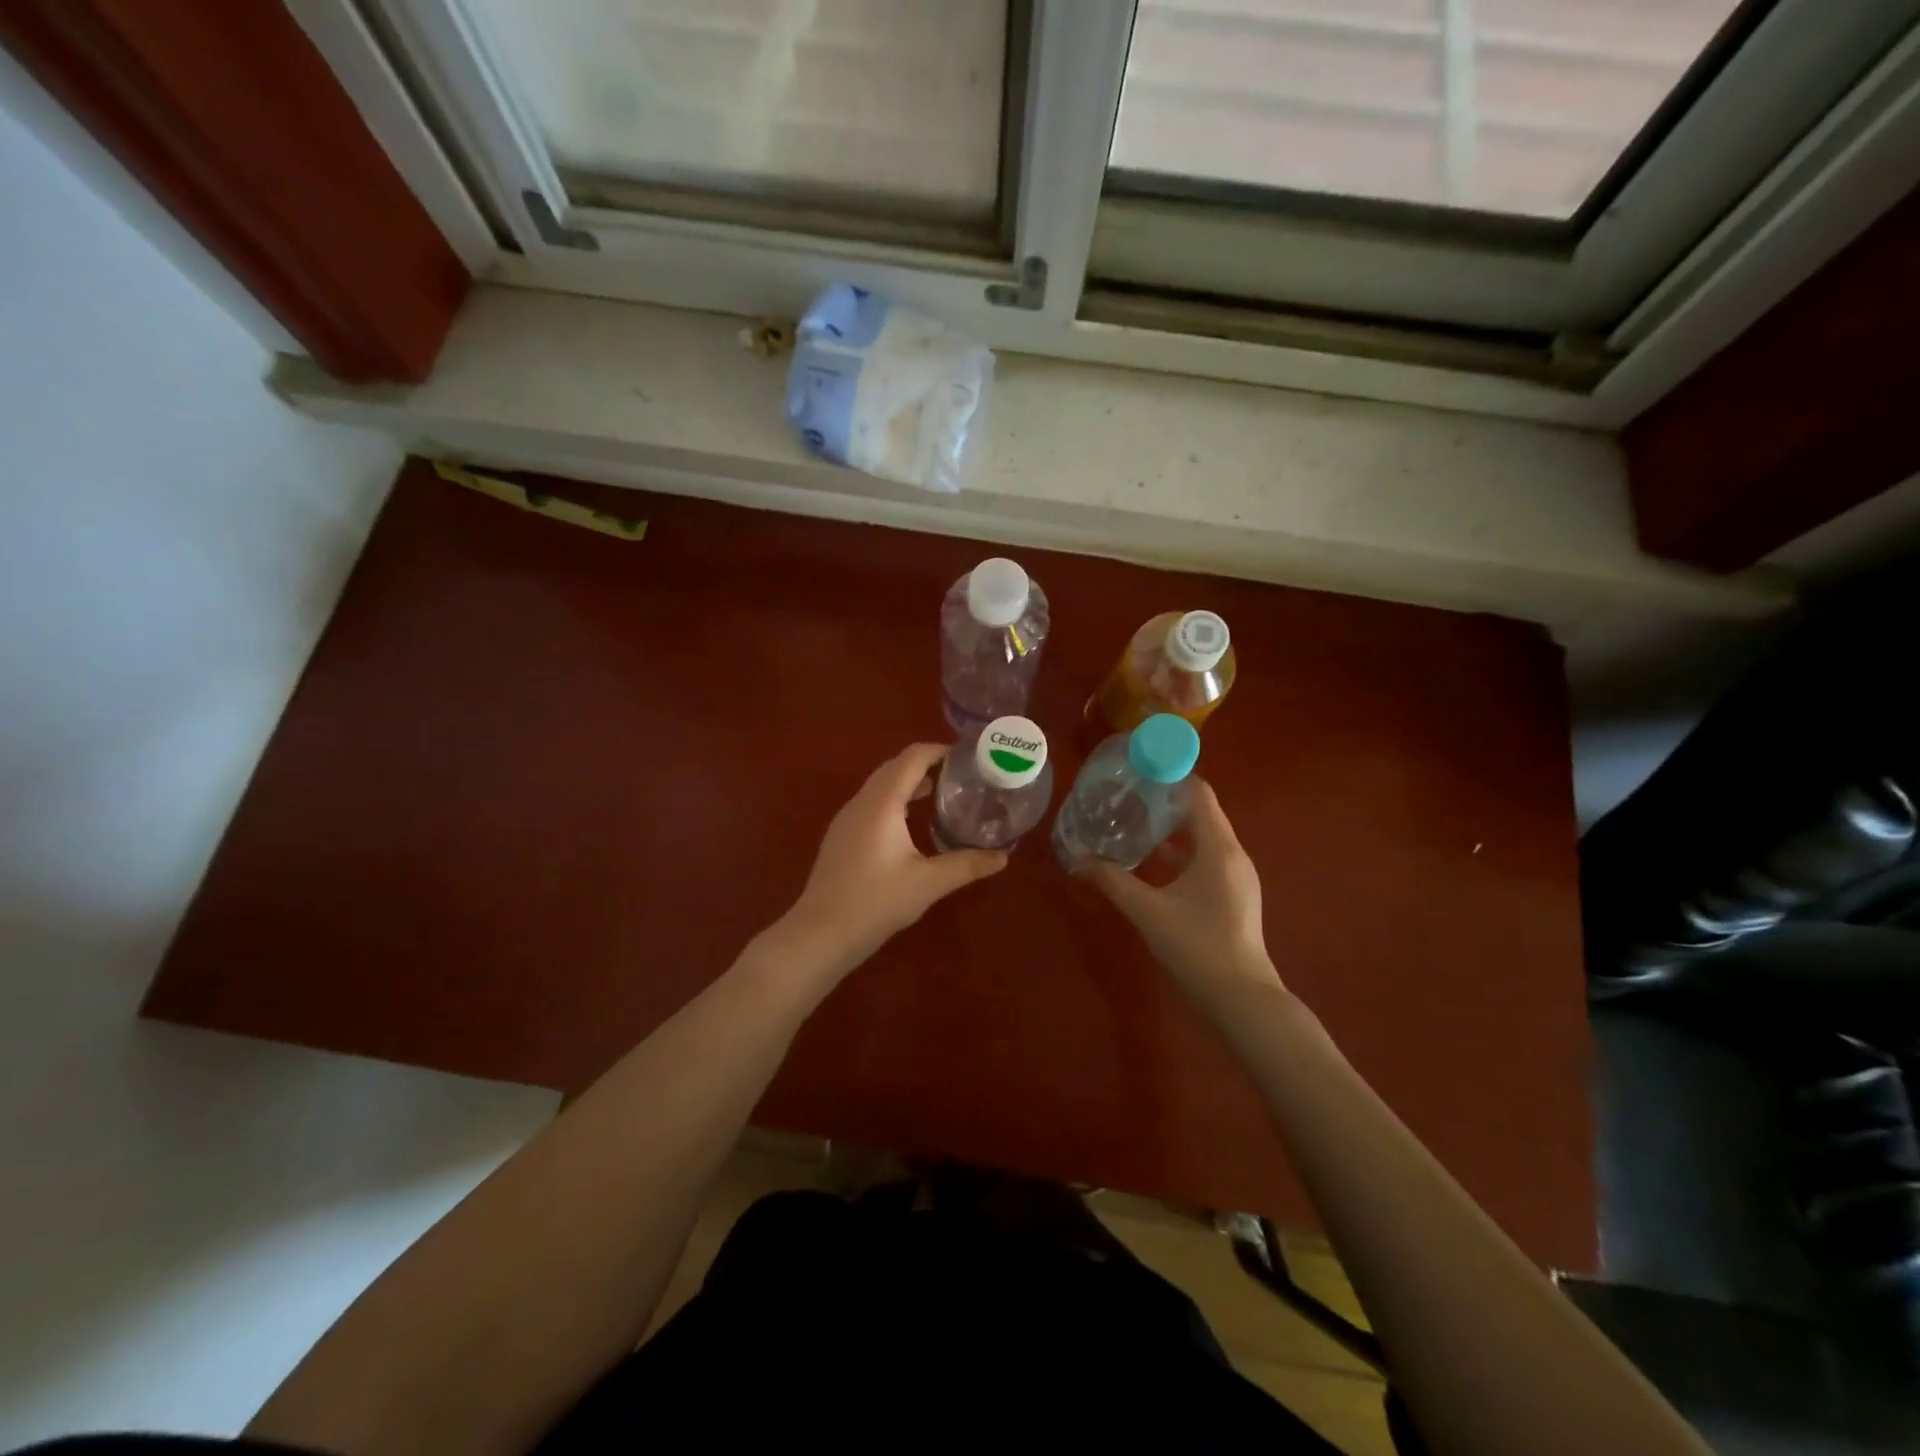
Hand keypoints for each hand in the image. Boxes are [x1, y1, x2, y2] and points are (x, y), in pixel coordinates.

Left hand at [781, 743, 1007, 975]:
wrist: (821, 933)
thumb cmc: (876, 902)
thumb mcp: (929, 883)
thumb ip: (967, 865)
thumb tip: (1003, 857)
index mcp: (882, 803)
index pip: (912, 758)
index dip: (940, 750)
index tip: (968, 758)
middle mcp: (861, 802)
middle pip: (895, 766)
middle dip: (927, 764)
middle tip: (960, 776)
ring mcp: (846, 819)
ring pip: (880, 785)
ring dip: (909, 782)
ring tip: (941, 795)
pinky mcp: (841, 836)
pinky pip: (871, 803)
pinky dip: (895, 800)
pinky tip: (910, 824)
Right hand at [1074, 779, 1279, 1004]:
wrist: (1242, 1000)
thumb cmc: (1197, 947)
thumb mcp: (1148, 911)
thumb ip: (1112, 881)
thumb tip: (1076, 860)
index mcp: (1218, 848)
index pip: (1198, 793)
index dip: (1170, 776)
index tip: (1137, 769)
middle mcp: (1231, 854)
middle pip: (1199, 812)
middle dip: (1163, 801)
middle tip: (1124, 794)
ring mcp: (1235, 876)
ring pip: (1201, 837)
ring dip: (1169, 828)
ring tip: (1131, 821)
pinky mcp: (1231, 894)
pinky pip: (1204, 858)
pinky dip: (1178, 852)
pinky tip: (1149, 861)